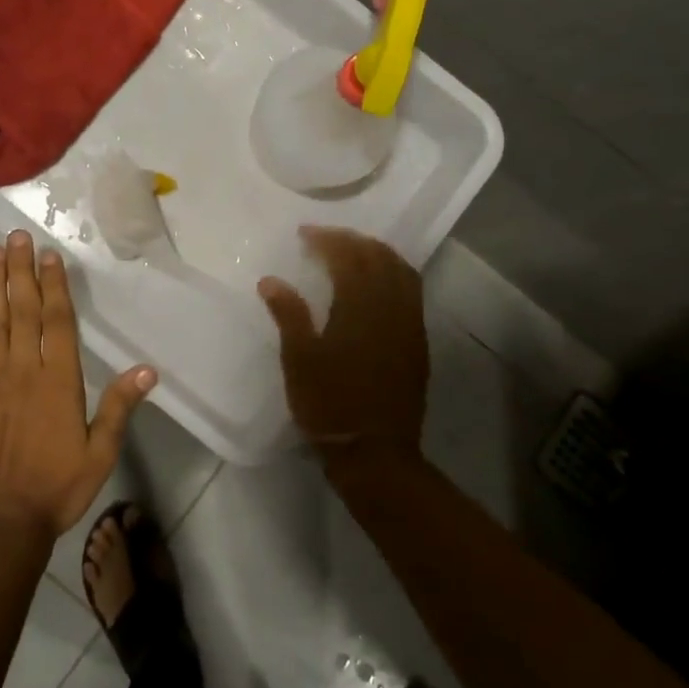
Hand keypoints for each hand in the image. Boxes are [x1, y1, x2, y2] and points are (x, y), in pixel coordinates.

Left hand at [0, 230, 156, 536]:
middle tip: (15, 236)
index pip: (57, 321)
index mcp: (58, 380)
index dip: (54, 285)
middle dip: (20, 270)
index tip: (48, 254)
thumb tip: (148, 370)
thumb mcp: (100, 453)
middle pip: (22, 310)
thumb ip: (119, 407)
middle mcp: (23, 370)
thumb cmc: (56, 488)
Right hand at [258, 228, 428, 473]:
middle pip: (378, 256)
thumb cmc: (330, 405)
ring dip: (377, 253)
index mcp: (361, 306)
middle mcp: (392, 306)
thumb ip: (288, 314)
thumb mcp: (300, 360)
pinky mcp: (417, 341)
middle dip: (352, 240)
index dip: (327, 239)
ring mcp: (410, 323)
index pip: (348, 256)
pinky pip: (411, 291)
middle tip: (325, 238)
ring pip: (401, 270)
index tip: (304, 234)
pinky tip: (376, 282)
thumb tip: (271, 280)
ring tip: (352, 252)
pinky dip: (393, 273)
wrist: (376, 453)